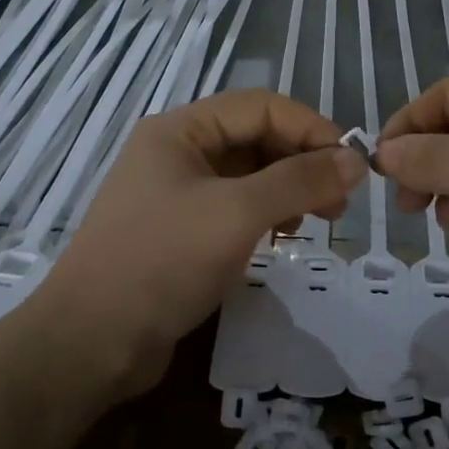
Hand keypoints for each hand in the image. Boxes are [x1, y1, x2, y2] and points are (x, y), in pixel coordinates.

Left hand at [34, 90, 367, 401]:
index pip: (260, 107)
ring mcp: (175, 195)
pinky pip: (233, 209)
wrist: (93, 341)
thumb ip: (299, 181)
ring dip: (287, 190)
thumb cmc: (163, 261)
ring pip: (247, 176)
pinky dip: (265, 216)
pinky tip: (281, 238)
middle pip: (254, 139)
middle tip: (339, 203)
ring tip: (315, 221)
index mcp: (180, 130)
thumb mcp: (237, 213)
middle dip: (302, 162)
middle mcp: (176, 153)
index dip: (310, 129)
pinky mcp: (179, 234)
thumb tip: (355, 160)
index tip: (351, 167)